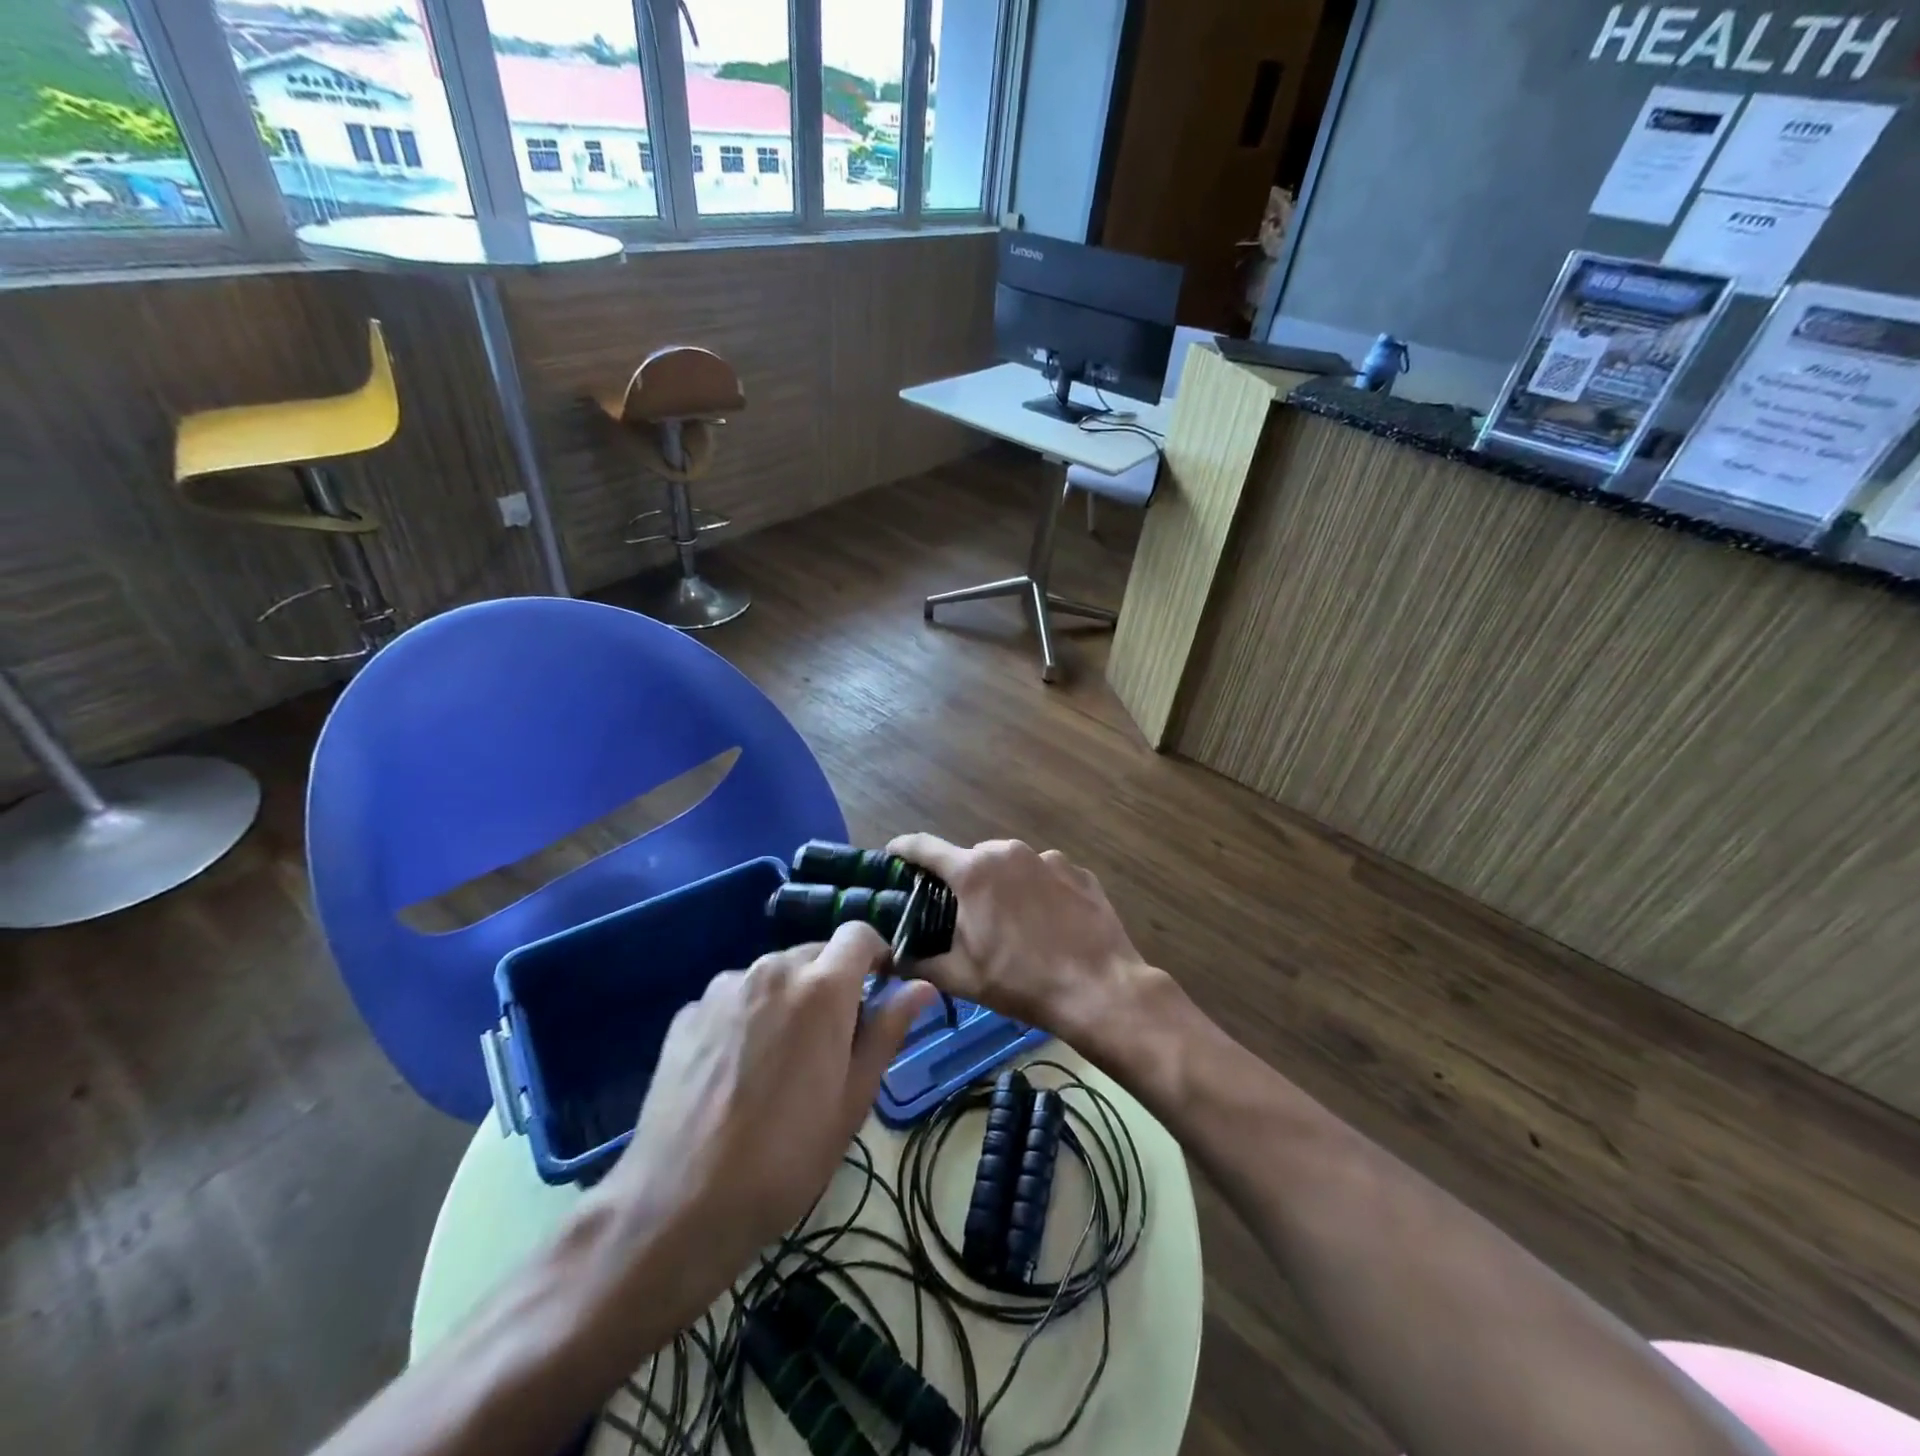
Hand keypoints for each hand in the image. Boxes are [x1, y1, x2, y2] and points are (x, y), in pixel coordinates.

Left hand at [589, 923, 933, 1327]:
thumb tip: (921, 987)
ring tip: (779, 1062)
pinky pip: (733, 998)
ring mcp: (722, 989)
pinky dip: (747, 1016)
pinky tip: (735, 1072)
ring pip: (772, 975)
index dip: (876, 954)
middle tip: (832, 1042)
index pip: (858, 934)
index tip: (880, 989)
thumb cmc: (787, 1157)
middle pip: (815, 954)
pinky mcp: (687, 1013)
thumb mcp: (853, 1099)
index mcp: (821, 988)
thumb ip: (888, 1031)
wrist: (679, 1205)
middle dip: (832, 982)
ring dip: (788, 999)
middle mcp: (771, 970)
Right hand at [887, 834, 1155, 1050]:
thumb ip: (917, 962)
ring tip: (1011, 926)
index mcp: (973, 871)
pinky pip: (1045, 875)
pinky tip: (1047, 924)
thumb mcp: (961, 977)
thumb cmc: (1020, 981)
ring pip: (1010, 866)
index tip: (892, 856)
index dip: (903, 849)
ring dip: (1002, 887)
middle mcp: (1008, 852)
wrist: (1099, 989)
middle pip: (971, 859)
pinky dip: (1037, 892)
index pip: (924, 847)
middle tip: (961, 916)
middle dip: (961, 882)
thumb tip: (885, 958)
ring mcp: (1048, 858)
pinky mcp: (1078, 871)